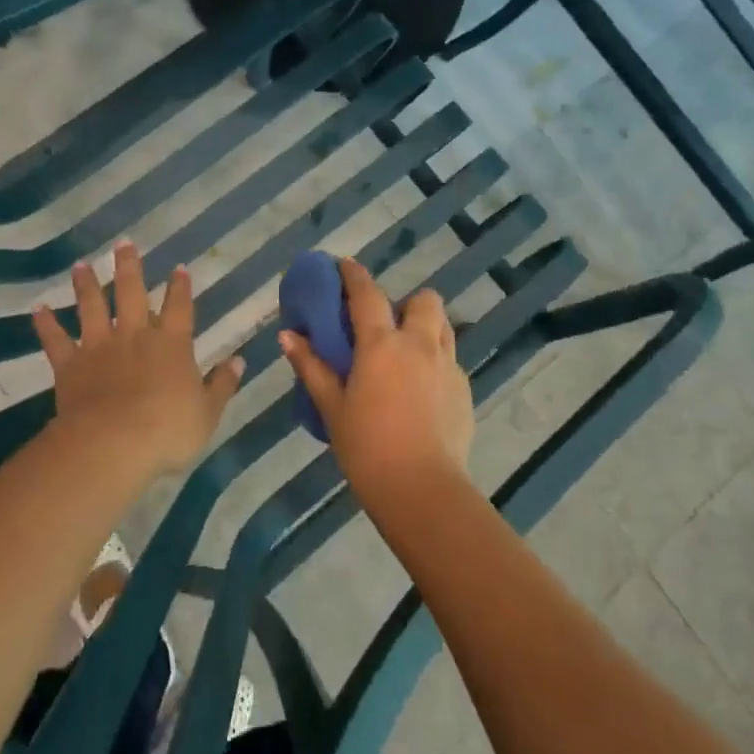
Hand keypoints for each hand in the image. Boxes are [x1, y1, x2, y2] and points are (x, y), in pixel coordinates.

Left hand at [32, 243, 244, 476]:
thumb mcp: (208, 412)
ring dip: (86, 285)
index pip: (179, 308)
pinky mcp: (70, 365)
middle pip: (131, 293)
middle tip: (123, 244)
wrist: (114, 443)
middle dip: (129, 267)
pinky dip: (46, 324)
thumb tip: (239, 360)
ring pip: (92, 307)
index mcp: (171, 344)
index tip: (178, 268)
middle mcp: (135, 336)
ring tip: (80, 265)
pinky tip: (38, 309)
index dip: (180, 287)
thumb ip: (222, 384)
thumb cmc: (168, 430)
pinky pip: (55, 340)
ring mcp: (99, 347)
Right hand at [280, 258, 473, 493]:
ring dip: (425, 328)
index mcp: (382, 344)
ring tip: (406, 356)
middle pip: (423, 300)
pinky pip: (450, 361)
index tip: (344, 265)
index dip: (354, 275)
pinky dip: (435, 363)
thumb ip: (312, 367)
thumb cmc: (367, 447)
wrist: (421, 489)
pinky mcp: (465, 390)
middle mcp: (419, 345)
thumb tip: (288, 336)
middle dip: (406, 303)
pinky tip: (421, 393)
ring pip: (443, 327)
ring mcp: (448, 366)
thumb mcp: (332, 407)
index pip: (367, 294)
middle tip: (386, 328)